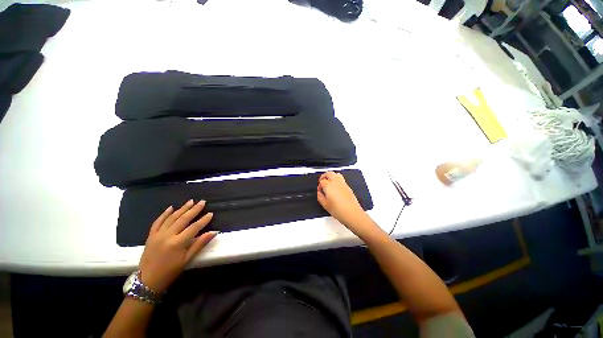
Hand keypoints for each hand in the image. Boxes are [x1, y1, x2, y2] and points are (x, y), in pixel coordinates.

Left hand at [139, 200, 217, 292]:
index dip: (203, 220)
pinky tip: (171, 207)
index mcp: (178, 243)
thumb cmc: (170, 271)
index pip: (194, 227)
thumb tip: (213, 232)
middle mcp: (167, 235)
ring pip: (172, 218)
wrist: (147, 280)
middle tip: (202, 202)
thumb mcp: (187, 260)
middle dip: (194, 210)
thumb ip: (200, 244)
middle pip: (183, 219)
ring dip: (182, 208)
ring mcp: (158, 234)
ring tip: (191, 201)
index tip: (211, 213)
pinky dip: (164, 214)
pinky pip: (157, 222)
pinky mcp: (151, 236)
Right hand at [317, 172, 375, 235]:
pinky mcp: (348, 187)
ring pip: (336, 174)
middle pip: (329, 173)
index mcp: (329, 186)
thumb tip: (318, 193)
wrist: (352, 214)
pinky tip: (335, 187)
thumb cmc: (339, 210)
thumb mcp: (325, 205)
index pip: (322, 181)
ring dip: (331, 176)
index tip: (319, 191)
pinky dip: (336, 180)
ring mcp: (343, 184)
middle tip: (321, 182)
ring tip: (328, 183)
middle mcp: (336, 182)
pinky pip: (341, 179)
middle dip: (324, 176)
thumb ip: (320, 196)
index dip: (319, 186)